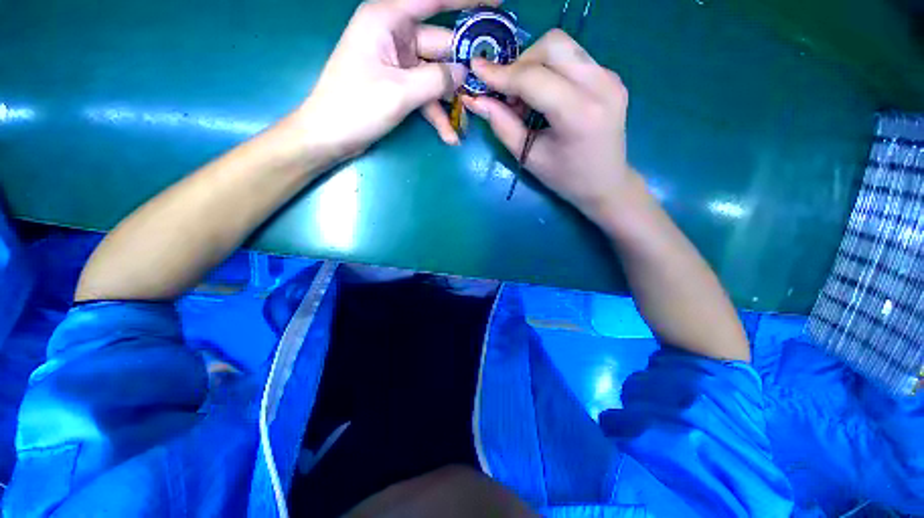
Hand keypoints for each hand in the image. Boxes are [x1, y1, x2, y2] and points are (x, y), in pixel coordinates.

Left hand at [295, 0, 496, 164]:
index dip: (469, 0)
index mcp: (388, 19)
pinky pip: (425, 94)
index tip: (498, 1)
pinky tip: (449, 136)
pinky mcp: (399, 84)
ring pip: (436, 75)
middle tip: (488, 84)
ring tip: (467, 123)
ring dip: (450, 101)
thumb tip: (465, 72)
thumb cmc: (356, 107)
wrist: (330, 135)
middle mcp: (395, 35)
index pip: (434, 0)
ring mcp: (398, 62)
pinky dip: (437, 114)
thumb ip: (437, 80)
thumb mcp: (400, 93)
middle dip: (464, 68)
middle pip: (441, 45)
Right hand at [462, 30, 636, 222]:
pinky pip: (572, 58)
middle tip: (508, 93)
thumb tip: (476, 100)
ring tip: (525, 98)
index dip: (501, 74)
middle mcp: (601, 85)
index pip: (534, 78)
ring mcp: (610, 77)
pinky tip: (544, 97)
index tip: (476, 71)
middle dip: (520, 63)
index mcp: (579, 114)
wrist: (606, 182)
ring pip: (562, 46)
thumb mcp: (529, 157)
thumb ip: (502, 125)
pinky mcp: (610, 76)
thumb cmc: (565, 178)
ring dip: (534, 64)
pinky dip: (549, 70)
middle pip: (552, 45)